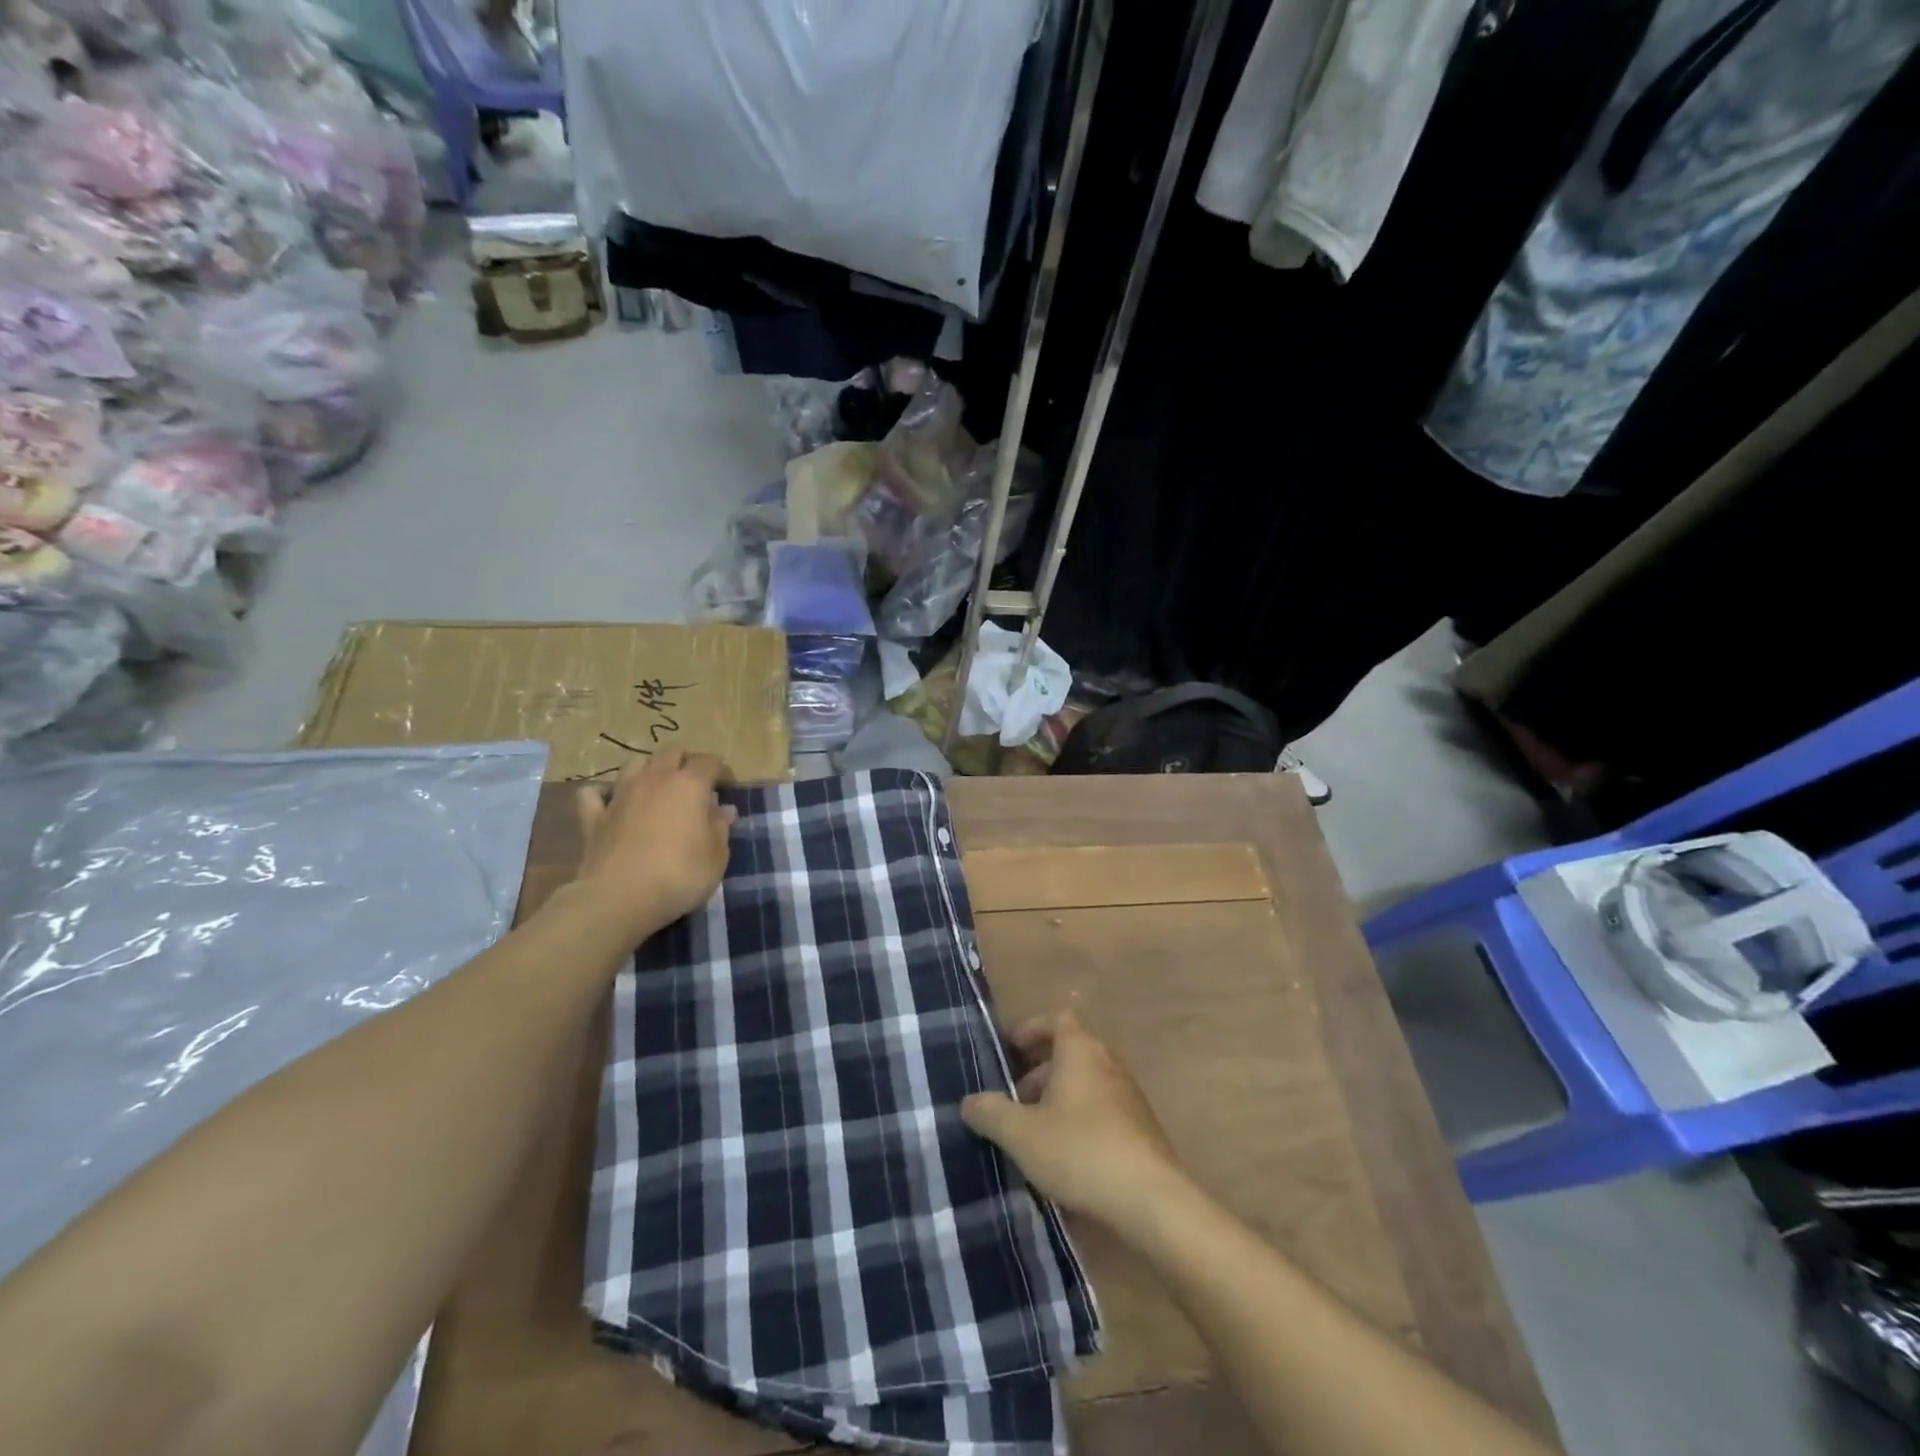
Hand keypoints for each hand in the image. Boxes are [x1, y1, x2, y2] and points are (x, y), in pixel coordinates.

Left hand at [572, 752, 735, 944]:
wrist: (619, 898)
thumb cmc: (680, 875)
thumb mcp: (717, 856)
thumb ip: (721, 828)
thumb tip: (723, 809)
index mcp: (689, 785)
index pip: (709, 761)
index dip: (721, 770)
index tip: (728, 788)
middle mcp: (654, 780)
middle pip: (671, 754)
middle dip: (686, 763)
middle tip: (696, 786)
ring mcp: (620, 796)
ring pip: (635, 764)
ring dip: (649, 770)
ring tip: (658, 789)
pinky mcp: (593, 817)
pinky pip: (595, 794)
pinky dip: (604, 794)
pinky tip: (612, 803)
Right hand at [961, 1010, 1187, 1231]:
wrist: (1151, 1200)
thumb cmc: (1080, 1151)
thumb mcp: (1021, 1133)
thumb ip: (990, 1112)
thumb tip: (969, 1101)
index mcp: (1080, 1049)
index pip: (1057, 1019)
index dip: (1031, 1029)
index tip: (1009, 1051)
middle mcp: (1107, 1061)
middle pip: (1069, 1051)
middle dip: (1038, 1071)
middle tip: (1013, 1099)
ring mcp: (1128, 1094)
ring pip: (1085, 1082)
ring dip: (1058, 1098)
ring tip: (1033, 1132)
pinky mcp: (1140, 1127)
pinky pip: (1101, 1108)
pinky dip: (1079, 1118)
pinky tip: (1064, 1155)